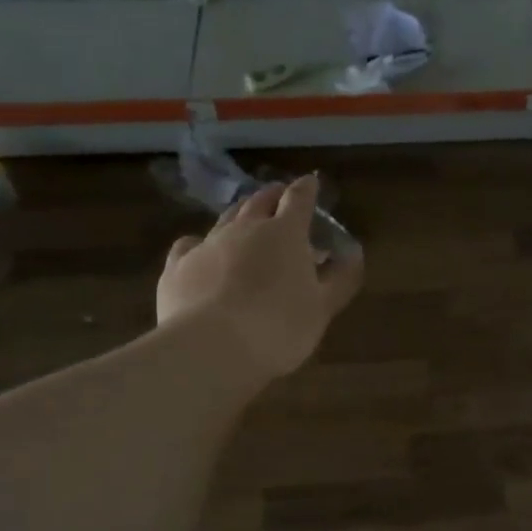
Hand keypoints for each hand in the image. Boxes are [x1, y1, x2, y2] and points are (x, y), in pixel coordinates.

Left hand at [158, 174, 363, 381]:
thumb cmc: (279, 327)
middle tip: (279, 197)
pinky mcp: (177, 266)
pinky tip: (199, 252)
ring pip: (225, 218)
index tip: (311, 182)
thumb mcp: (322, 308)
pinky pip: (189, 244)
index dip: (307, 189)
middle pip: (259, 201)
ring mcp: (207, 244)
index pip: (299, 199)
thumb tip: (354, 254)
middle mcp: (245, 228)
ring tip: (245, 219)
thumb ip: (341, 279)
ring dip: (239, 214)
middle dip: (273, 196)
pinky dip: (199, 243)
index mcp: (285, 233)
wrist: (211, 347)